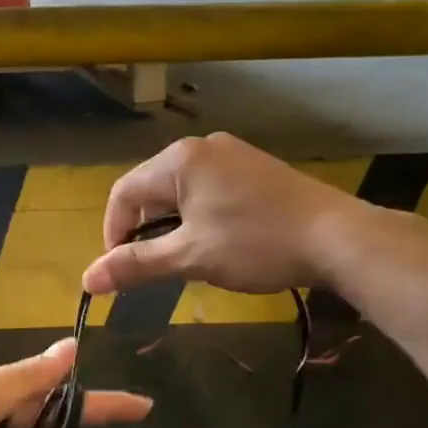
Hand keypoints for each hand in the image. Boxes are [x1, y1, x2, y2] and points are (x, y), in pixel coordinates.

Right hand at [81, 133, 364, 296]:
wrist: (339, 237)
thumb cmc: (257, 244)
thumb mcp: (190, 257)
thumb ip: (136, 265)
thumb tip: (87, 280)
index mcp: (179, 159)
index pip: (123, 192)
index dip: (113, 233)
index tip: (120, 270)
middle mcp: (203, 146)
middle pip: (152, 188)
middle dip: (144, 229)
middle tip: (155, 267)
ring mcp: (233, 153)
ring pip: (182, 190)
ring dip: (173, 225)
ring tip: (187, 258)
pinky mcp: (256, 167)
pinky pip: (210, 188)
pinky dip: (200, 215)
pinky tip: (219, 241)